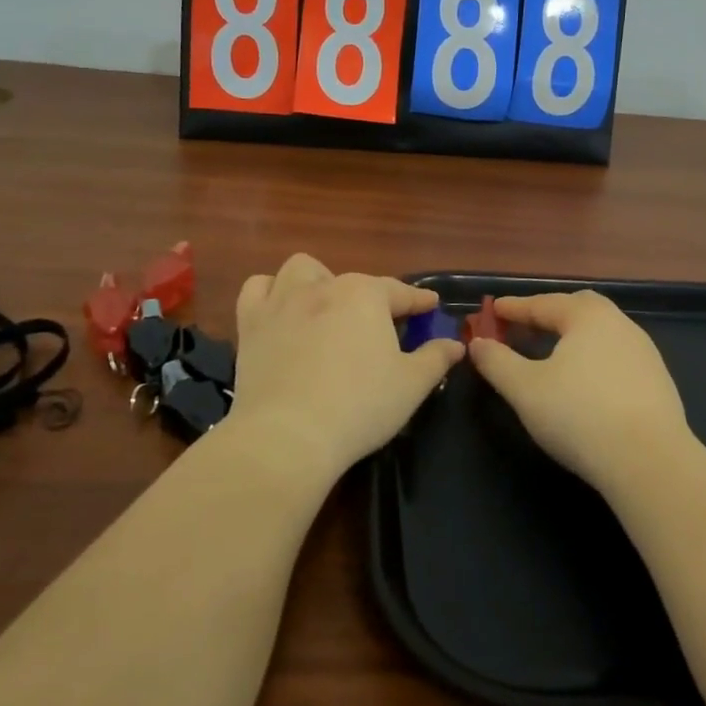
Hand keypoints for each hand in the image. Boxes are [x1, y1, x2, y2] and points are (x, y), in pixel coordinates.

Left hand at [227, 254, 463, 485]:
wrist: (288, 435)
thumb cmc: (360, 406)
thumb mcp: (411, 385)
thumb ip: (435, 358)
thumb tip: (454, 344)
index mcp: (365, 295)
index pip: (399, 292)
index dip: (418, 301)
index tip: (430, 306)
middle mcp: (323, 287)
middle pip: (352, 281)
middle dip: (368, 298)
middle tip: (377, 329)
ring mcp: (282, 301)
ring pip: (301, 270)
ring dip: (318, 281)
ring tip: (326, 308)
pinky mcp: (251, 323)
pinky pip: (257, 288)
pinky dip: (270, 292)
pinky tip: (281, 311)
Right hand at [468, 290, 691, 492]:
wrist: (650, 462)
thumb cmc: (579, 416)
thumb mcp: (524, 389)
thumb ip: (497, 362)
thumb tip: (478, 343)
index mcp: (587, 316)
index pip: (543, 303)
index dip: (514, 308)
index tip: (493, 310)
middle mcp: (620, 324)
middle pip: (579, 308)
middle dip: (549, 314)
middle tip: (525, 327)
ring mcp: (644, 353)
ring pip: (601, 333)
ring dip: (573, 337)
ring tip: (552, 355)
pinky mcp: (658, 382)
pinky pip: (616, 357)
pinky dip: (593, 359)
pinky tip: (585, 383)